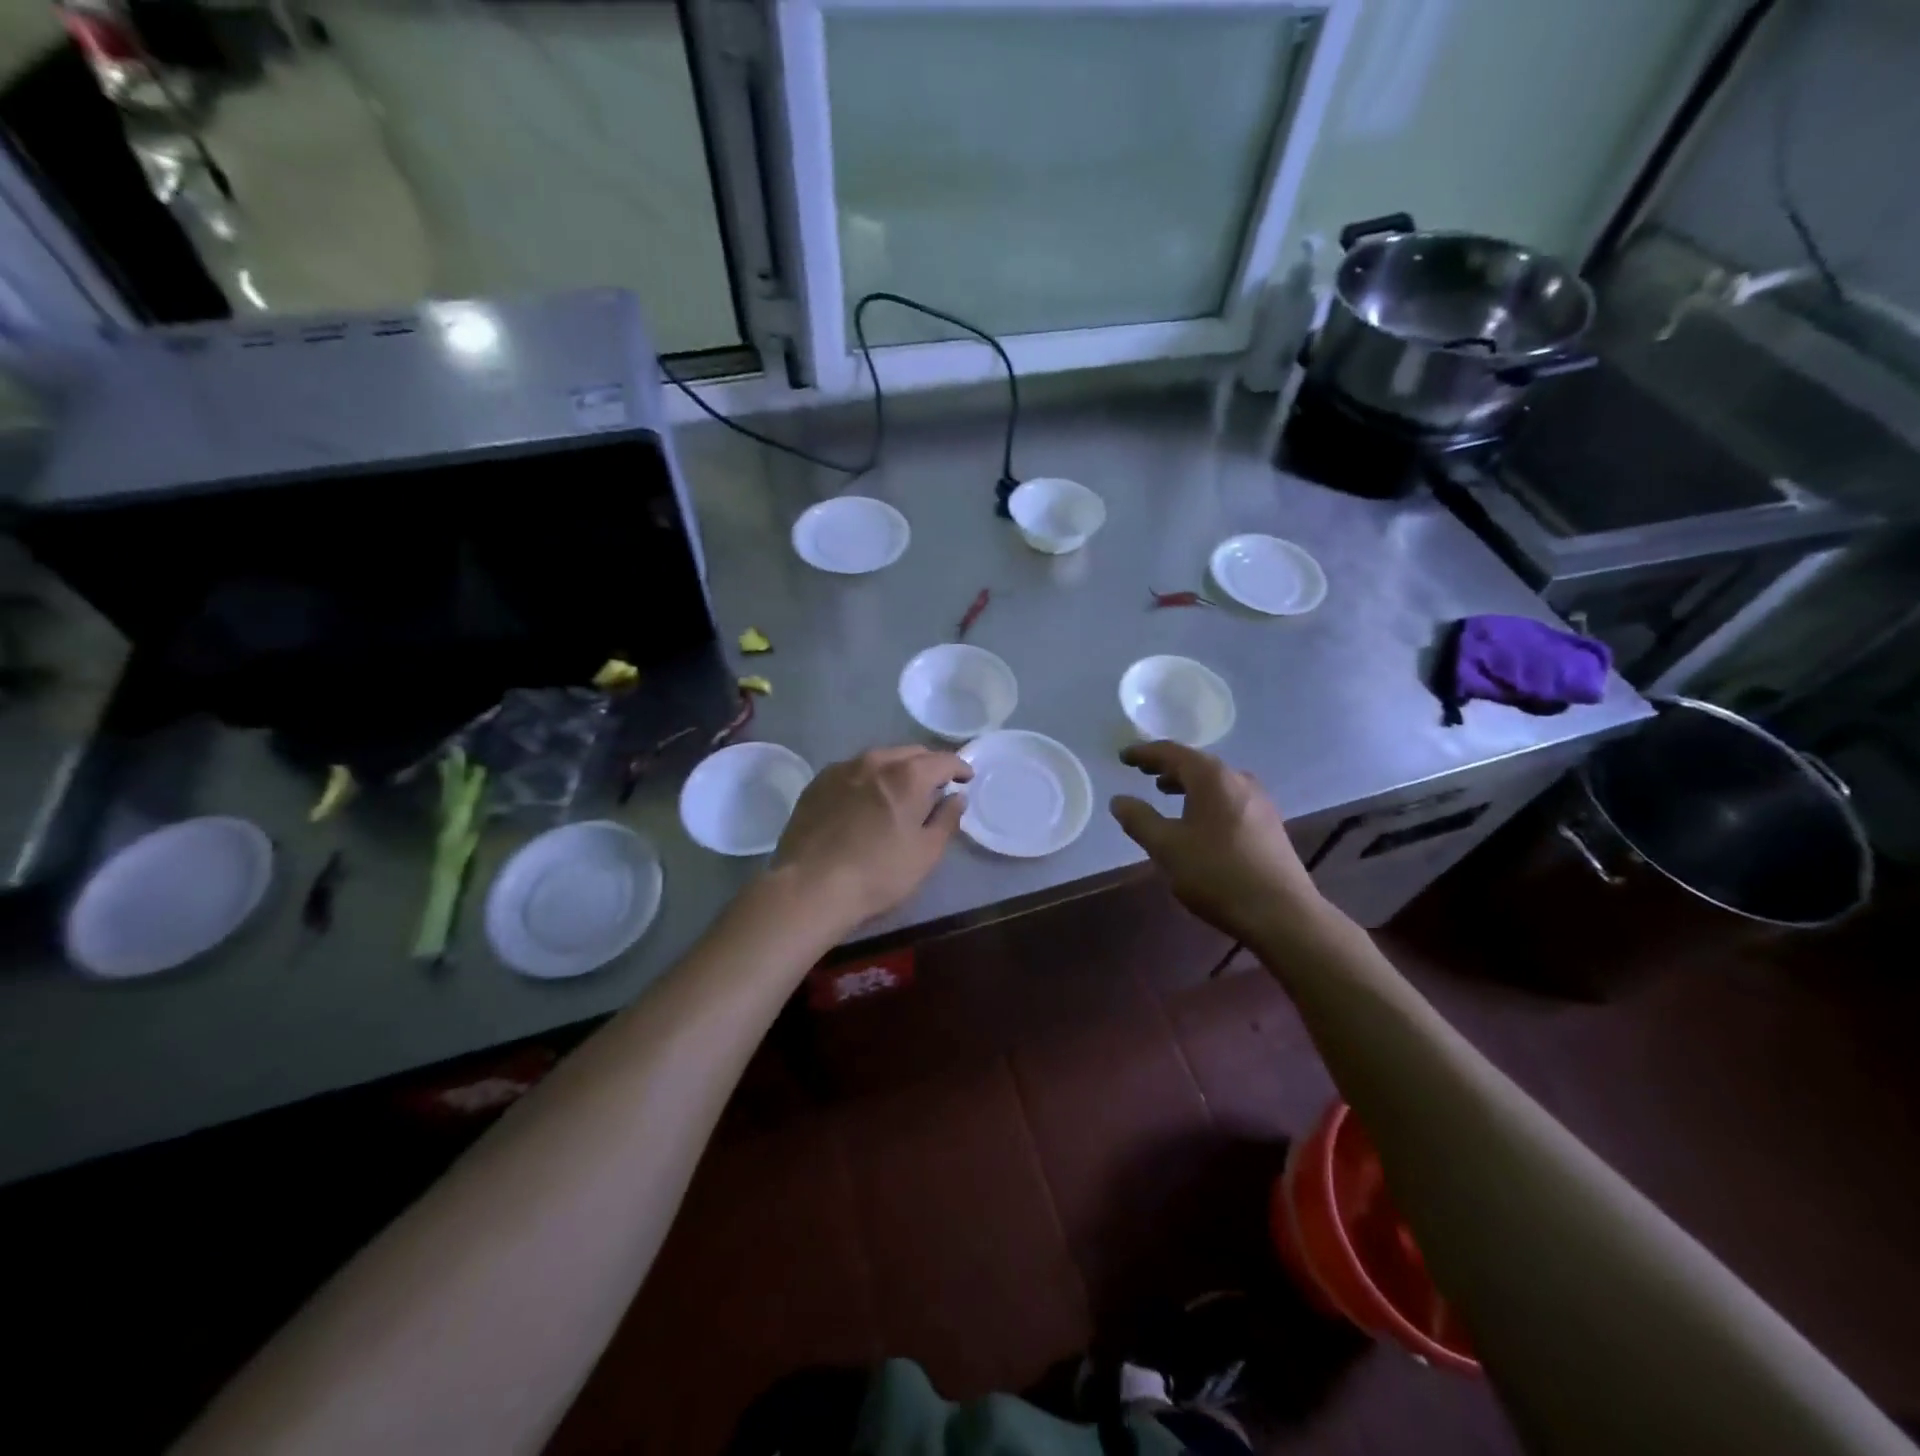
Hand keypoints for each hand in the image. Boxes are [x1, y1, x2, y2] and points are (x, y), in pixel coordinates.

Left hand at [771, 746, 972, 929]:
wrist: (809, 886)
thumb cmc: (878, 873)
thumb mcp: (925, 853)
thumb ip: (946, 820)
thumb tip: (956, 797)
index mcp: (908, 775)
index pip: (944, 760)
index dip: (960, 768)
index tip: (966, 779)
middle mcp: (875, 760)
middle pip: (911, 753)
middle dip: (928, 766)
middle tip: (936, 787)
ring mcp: (842, 768)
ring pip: (880, 759)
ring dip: (896, 769)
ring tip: (900, 792)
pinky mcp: (818, 782)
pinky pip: (853, 771)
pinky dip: (868, 779)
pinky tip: (865, 800)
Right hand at [1110, 741, 1329, 947]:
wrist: (1282, 913)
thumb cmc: (1217, 874)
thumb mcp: (1167, 848)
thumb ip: (1139, 820)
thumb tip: (1119, 800)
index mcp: (1212, 777)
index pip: (1171, 753)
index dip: (1144, 753)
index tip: (1123, 757)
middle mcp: (1238, 779)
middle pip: (1196, 763)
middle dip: (1166, 766)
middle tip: (1142, 771)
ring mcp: (1258, 801)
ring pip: (1214, 781)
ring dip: (1187, 783)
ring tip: (1165, 792)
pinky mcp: (1268, 823)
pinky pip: (1228, 797)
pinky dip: (1205, 798)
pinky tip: (1198, 819)